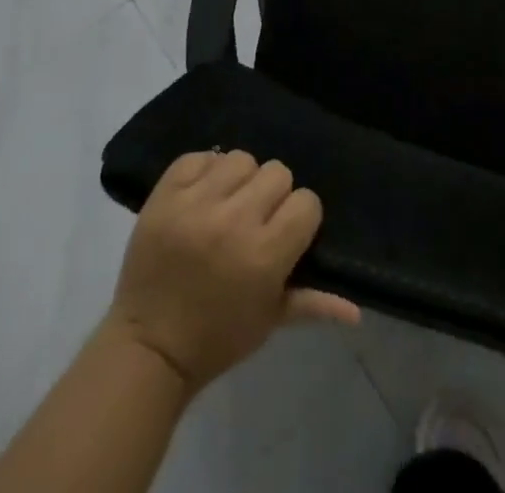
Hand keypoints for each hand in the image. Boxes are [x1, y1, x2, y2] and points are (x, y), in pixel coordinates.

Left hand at [102, 150, 359, 396]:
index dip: (300, 216)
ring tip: (227, 205)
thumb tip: (356, 309)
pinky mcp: (165, 194)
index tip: (286, 231)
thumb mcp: (269, 321)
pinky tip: (202, 195)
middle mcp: (233, 221)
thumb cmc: (216, 338)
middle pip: (277, 171)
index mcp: (264, 255)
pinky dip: (204, 171)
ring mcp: (195, 203)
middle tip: (256, 219)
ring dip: (239, 180)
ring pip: (241, 158)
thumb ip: (313, 302)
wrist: (147, 347)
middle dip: (272, 195)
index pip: (306, 201)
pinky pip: (199, 157)